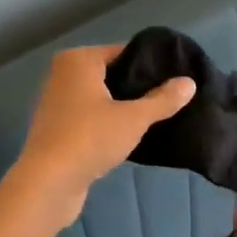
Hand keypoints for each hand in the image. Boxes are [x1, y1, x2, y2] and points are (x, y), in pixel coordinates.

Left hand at [10, 44, 196, 229]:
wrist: (47, 183)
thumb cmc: (90, 138)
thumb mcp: (133, 118)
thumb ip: (162, 100)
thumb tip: (189, 82)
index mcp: (78, 60)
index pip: (123, 53)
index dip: (149, 66)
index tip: (175, 80)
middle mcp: (63, 75)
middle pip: (111, 75)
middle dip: (137, 88)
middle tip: (170, 100)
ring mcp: (57, 102)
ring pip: (100, 98)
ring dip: (123, 108)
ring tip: (155, 118)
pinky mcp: (56, 129)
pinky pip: (90, 118)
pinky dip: (107, 124)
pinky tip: (130, 137)